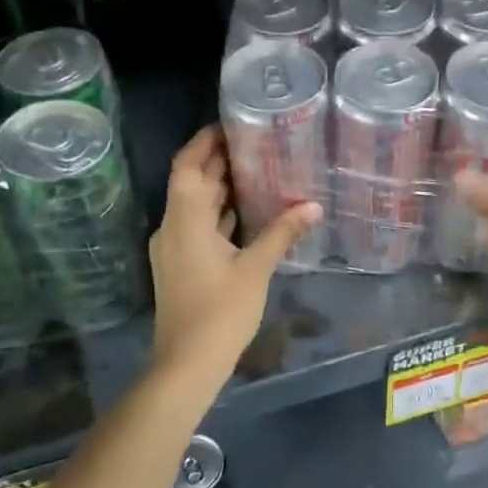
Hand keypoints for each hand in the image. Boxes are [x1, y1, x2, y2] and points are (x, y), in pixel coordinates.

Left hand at [149, 126, 322, 382]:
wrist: (187, 363)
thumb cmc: (221, 311)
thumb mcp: (256, 269)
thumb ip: (282, 233)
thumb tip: (313, 206)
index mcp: (185, 220)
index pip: (188, 165)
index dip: (205, 142)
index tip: (230, 125)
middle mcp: (173, 227)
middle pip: (192, 183)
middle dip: (218, 161)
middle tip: (255, 142)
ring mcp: (175, 248)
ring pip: (195, 206)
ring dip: (219, 187)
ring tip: (257, 169)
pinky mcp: (181, 265)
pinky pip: (199, 226)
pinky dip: (219, 213)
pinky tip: (246, 212)